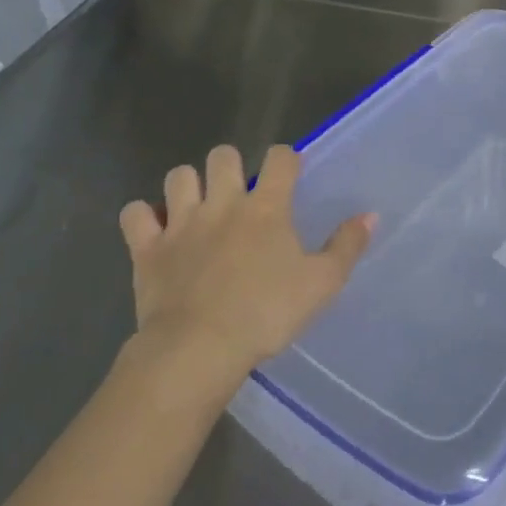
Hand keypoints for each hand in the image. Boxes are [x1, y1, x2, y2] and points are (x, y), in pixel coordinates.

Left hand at [118, 145, 374, 386]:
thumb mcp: (322, 284)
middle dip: (230, 164)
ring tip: (197, 205)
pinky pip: (136, 214)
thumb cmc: (266, 314)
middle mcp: (223, 202)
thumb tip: (370, 215)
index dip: (286, 159)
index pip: (280, 158)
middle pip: (222, 155)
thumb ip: (347, 246)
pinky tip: (155, 229)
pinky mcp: (147, 248)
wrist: (197, 350)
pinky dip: (144, 217)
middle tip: (238, 191)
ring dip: (188, 184)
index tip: (290, 174)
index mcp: (266, 207)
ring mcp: (181, 222)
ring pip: (178, 176)